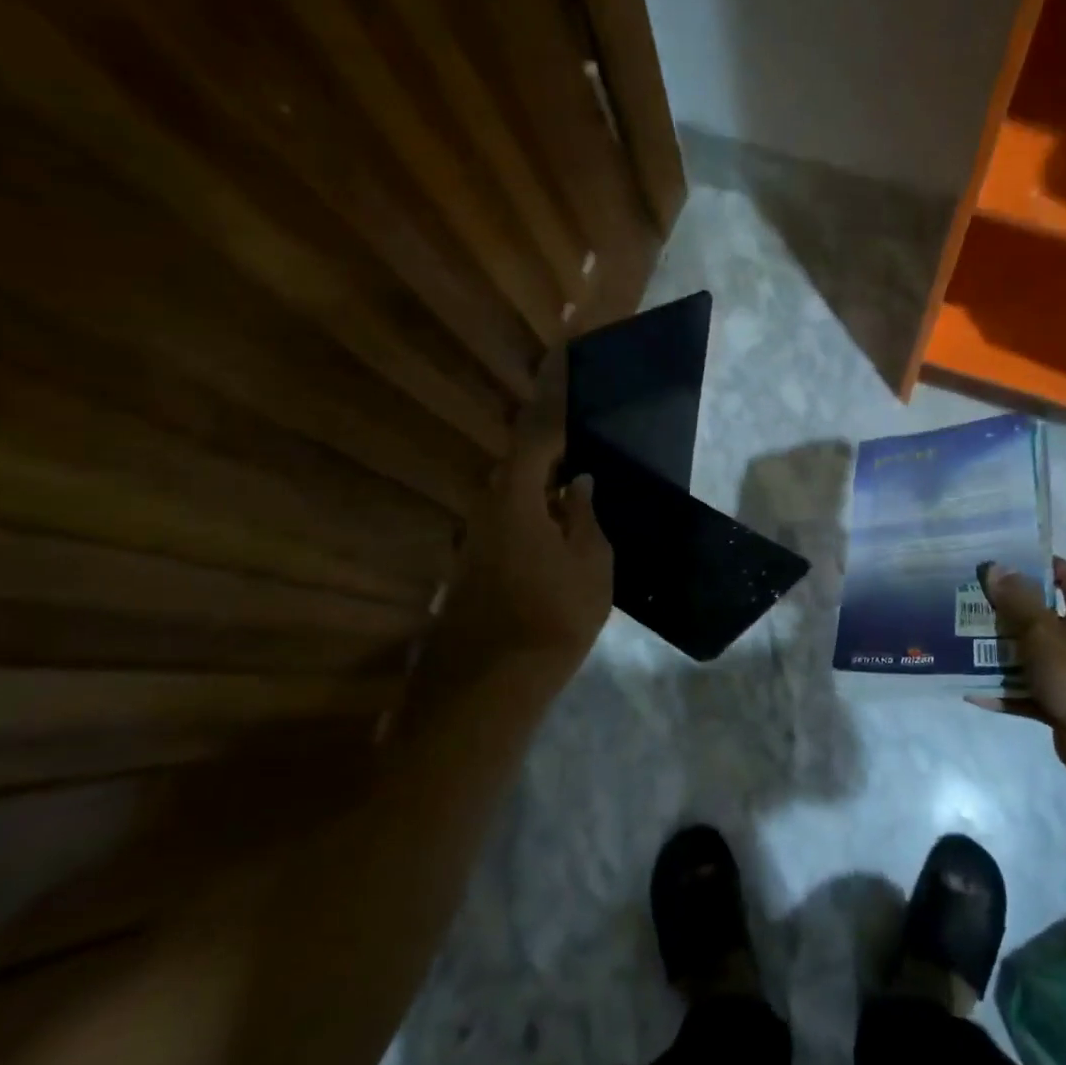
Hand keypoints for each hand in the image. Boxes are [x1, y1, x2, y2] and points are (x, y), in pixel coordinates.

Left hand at [428, 358, 612, 684]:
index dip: (553, 408)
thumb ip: (585, 516)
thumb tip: (578, 483)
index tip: (569, 379)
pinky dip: (532, 517)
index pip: (535, 439)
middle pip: (518, 467)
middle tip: (583, 447)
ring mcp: (475, 543)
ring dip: (540, 489)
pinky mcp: (474, 569)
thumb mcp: (591, 564)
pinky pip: (507, 526)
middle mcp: (486, 511)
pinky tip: (557, 534)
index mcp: (515, 500)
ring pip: (511, 499)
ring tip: (577, 491)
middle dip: (548, 454)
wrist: (490, 684)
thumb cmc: (553, 616)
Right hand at [967, 556, 1065, 775]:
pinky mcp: (1058, 704)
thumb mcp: (1042, 630)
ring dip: (999, 653)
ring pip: (1028, 656)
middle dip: (1007, 611)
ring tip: (962, 643)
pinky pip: (1024, 693)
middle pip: (1040, 618)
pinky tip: (971, 690)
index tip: (1006, 559)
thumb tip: (995, 568)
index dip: (1041, 565)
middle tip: (971, 601)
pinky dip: (1002, 691)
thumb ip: (1017, 600)